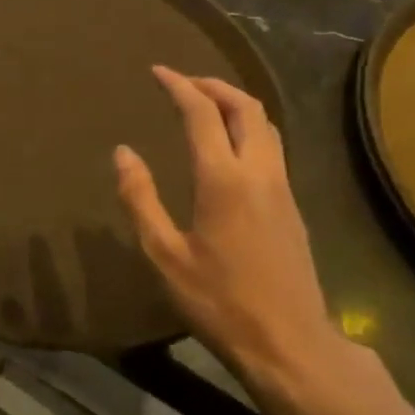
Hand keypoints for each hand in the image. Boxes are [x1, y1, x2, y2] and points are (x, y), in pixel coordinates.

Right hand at [114, 67, 335, 386]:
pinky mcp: (292, 206)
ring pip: (266, 125)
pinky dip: (249, 128)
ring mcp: (282, 188)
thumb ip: (141, 199)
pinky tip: (230, 148)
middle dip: (214, 85)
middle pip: (245, 107)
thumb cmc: (219, 301)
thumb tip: (123, 153)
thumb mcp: (165, 255)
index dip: (179, 86)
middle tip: (183, 83)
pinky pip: (273, 147)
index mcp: (223, 179)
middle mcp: (259, 172)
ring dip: (236, 104)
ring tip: (206, 106)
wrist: (288, 342)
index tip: (157, 71)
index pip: (202, 113)